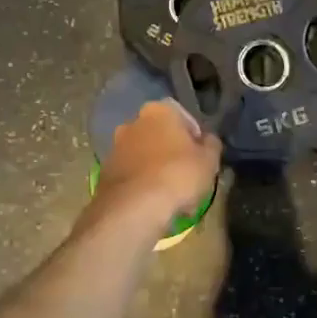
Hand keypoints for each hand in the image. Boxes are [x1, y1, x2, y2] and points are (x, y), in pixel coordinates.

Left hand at [94, 99, 221, 219]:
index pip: (182, 116)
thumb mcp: (209, 160)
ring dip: (156, 169)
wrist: (134, 207)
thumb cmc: (178, 175)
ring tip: (171, 194)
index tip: (201, 156)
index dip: (194, 136)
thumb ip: (211, 145)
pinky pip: (132, 174)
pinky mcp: (105, 171)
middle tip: (187, 175)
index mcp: (159, 110)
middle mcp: (133, 122)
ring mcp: (115, 147)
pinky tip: (154, 203)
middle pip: (160, 135)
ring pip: (144, 155)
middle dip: (172, 152)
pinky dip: (142, 184)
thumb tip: (207, 140)